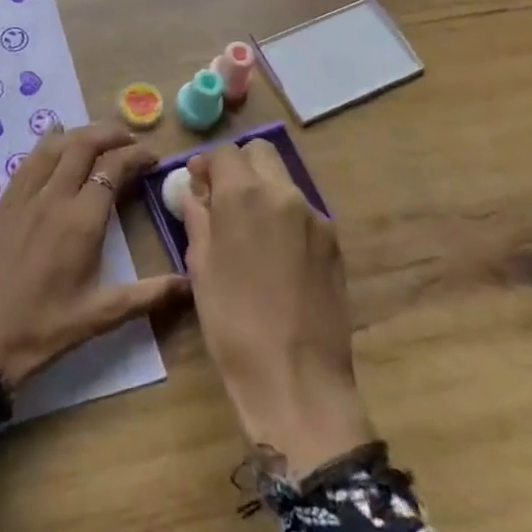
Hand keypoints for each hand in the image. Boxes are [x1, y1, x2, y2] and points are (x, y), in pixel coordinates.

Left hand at [0, 121, 188, 388]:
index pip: (114, 167)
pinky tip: (56, 144)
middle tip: (131, 140)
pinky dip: (48, 144)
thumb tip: (190, 284)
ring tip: (100, 139)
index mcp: (81, 220)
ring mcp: (23, 196)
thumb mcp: (101, 315)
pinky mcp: (2, 202)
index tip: (153, 158)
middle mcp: (53, 197)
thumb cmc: (44, 329)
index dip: (137, 155)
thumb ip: (148, 295)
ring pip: (54, 145)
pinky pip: (28, 160)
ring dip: (80, 134)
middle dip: (111, 134)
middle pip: (84, 144)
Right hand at [184, 139, 374, 476]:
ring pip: (284, 182)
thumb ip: (198, 217)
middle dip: (239, 167)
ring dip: (263, 192)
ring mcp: (316, 218)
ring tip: (250, 233)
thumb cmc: (233, 322)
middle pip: (261, 154)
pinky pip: (303, 213)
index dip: (207, 164)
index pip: (225, 152)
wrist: (297, 378)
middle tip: (223, 200)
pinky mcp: (335, 244)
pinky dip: (285, 218)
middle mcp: (285, 194)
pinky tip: (276, 257)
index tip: (197, 185)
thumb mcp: (201, 266)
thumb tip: (196, 192)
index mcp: (245, 195)